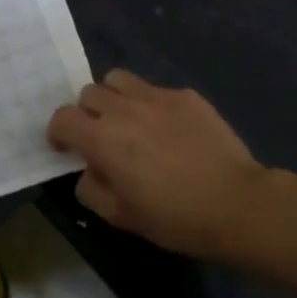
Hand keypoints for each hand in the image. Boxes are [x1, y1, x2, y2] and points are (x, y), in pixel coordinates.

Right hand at [47, 70, 269, 257]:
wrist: (238, 204)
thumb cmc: (175, 217)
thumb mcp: (120, 216)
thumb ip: (91, 189)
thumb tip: (89, 170)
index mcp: (101, 138)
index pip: (62, 118)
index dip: (58, 132)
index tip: (66, 148)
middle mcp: (123, 109)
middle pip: (88, 93)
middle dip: (87, 113)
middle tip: (101, 136)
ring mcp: (156, 97)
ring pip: (118, 79)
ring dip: (114, 98)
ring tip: (129, 120)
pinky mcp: (186, 96)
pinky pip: (155, 90)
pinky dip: (151, 105)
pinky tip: (170, 129)